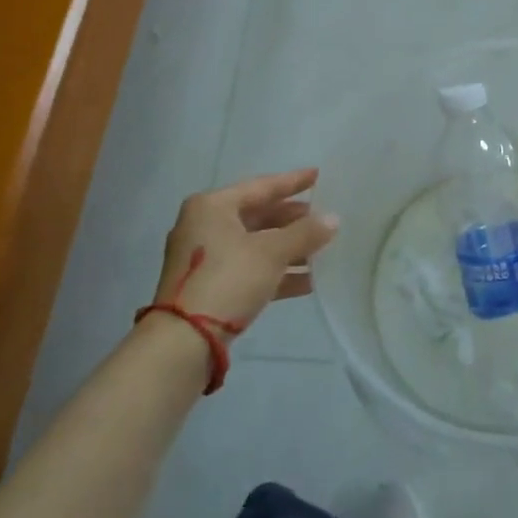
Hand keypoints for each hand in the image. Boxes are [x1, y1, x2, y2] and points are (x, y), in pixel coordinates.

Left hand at [152, 169, 339, 334]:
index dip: (293, 182)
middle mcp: (205, 226)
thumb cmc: (228, 279)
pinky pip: (250, 270)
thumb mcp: (271, 252)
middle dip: (293, 220)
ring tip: (324, 250)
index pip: (261, 186)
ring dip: (289, 249)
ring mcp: (206, 259)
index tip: (319, 175)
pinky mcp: (210, 287)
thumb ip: (305, 233)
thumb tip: (334, 218)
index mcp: (212, 207)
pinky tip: (309, 281)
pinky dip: (276, 272)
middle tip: (325, 217)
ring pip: (256, 245)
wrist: (184, 341)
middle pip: (258, 216)